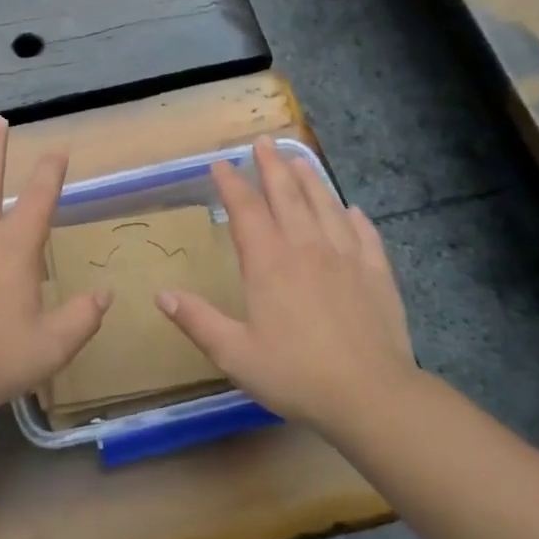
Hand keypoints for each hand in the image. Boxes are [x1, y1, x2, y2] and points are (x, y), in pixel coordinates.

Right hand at [155, 137, 413, 430]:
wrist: (371, 396)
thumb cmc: (295, 374)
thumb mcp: (234, 354)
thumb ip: (197, 320)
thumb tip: (161, 294)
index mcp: (269, 263)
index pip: (246, 211)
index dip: (231, 185)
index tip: (220, 164)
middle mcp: (306, 249)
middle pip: (287, 196)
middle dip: (271, 166)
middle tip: (263, 142)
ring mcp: (346, 258)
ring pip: (326, 206)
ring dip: (310, 180)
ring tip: (299, 159)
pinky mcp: (377, 275)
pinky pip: (365, 235)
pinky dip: (355, 218)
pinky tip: (351, 209)